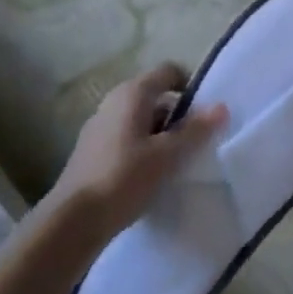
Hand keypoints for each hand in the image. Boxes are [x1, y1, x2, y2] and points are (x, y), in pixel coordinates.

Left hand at [42, 63, 227, 257]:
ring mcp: (98, 127)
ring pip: (140, 120)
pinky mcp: (91, 151)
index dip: (191, 86)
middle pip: (155, 96)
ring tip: (174, 162)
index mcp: (132, 93)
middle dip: (178, 115)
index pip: (169, 71)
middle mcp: (113, 102)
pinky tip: (149, 176)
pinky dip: (142, 149)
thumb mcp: (167, 155)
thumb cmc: (123, 178)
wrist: (70, 222)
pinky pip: (126, 138)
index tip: (204, 114)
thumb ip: (196, 130)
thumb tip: (221, 107)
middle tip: (194, 142)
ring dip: (160, 135)